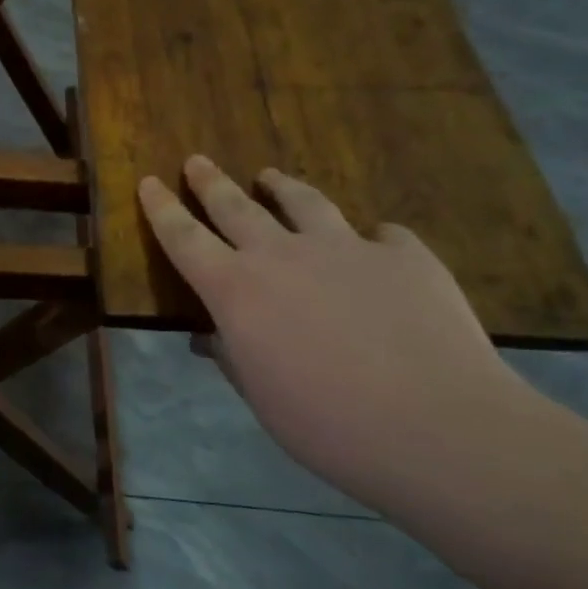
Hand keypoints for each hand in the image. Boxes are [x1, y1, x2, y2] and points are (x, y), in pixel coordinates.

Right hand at [139, 158, 533, 507]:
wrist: (439, 428)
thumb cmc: (328, 425)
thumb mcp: (261, 397)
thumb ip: (232, 357)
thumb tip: (210, 337)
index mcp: (237, 291)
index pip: (184, 239)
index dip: (162, 209)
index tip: (149, 182)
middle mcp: (282, 255)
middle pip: (235, 206)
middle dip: (210, 182)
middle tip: (197, 160)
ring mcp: (345, 248)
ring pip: (302, 202)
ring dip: (280, 187)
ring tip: (270, 177)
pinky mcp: (403, 255)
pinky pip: (380, 235)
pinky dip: (368, 238)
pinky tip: (375, 244)